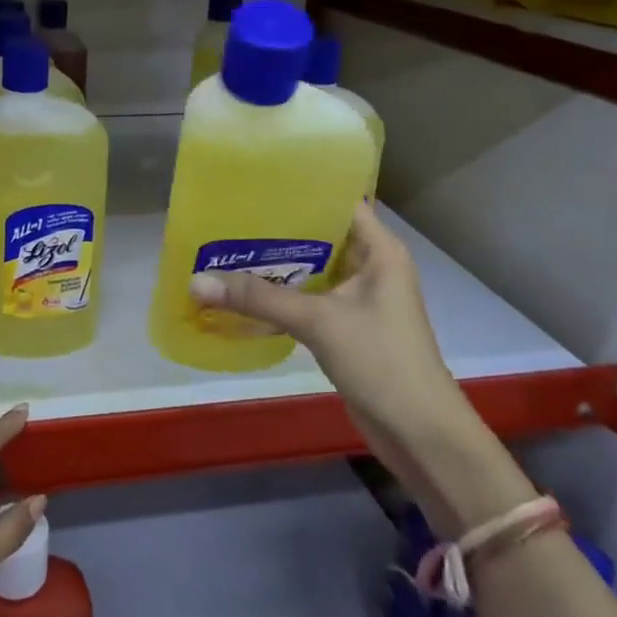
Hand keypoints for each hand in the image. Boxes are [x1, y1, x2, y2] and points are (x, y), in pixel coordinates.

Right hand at [190, 205, 509, 530]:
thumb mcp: (318, 322)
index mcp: (379, 250)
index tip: (254, 180)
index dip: (299, 188)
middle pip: (317, 234)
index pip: (337, 201)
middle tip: (226, 213)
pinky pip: (306, 298)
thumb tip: (196, 281)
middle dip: (274, 228)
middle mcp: (369, 266)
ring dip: (272, 264)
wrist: (420, 435)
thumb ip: (259, 298)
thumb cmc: (382, 362)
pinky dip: (278, 295)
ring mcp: (358, 298)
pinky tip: (240, 292)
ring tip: (224, 246)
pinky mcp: (345, 326)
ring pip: (309, 268)